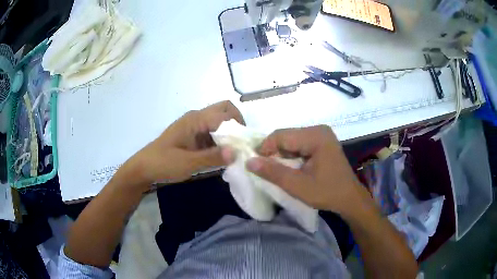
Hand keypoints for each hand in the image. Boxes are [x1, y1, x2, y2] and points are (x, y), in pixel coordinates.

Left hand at [123, 101, 243, 188]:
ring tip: (234, 153)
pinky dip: (222, 141)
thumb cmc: (163, 163)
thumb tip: (236, 152)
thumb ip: (212, 157)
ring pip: (220, 122)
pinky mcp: (194, 136)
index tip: (244, 147)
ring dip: (230, 134)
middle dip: (237, 125)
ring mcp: (195, 126)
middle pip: (225, 111)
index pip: (225, 115)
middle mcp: (197, 118)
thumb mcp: (187, 163)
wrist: (144, 168)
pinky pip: (213, 133)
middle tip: (241, 145)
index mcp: (195, 120)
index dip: (238, 128)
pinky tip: (222, 156)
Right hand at [246, 125, 364, 215]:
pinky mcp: (322, 142)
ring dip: (281, 154)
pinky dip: (290, 155)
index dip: (264, 148)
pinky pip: (299, 144)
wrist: (349, 199)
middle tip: (264, 169)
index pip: (281, 135)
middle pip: (286, 136)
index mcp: (316, 136)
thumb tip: (249, 162)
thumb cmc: (327, 193)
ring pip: (291, 140)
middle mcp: (318, 130)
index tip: (254, 164)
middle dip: (273, 152)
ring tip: (276, 170)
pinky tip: (289, 167)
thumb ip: (273, 173)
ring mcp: (321, 135)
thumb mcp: (298, 186)